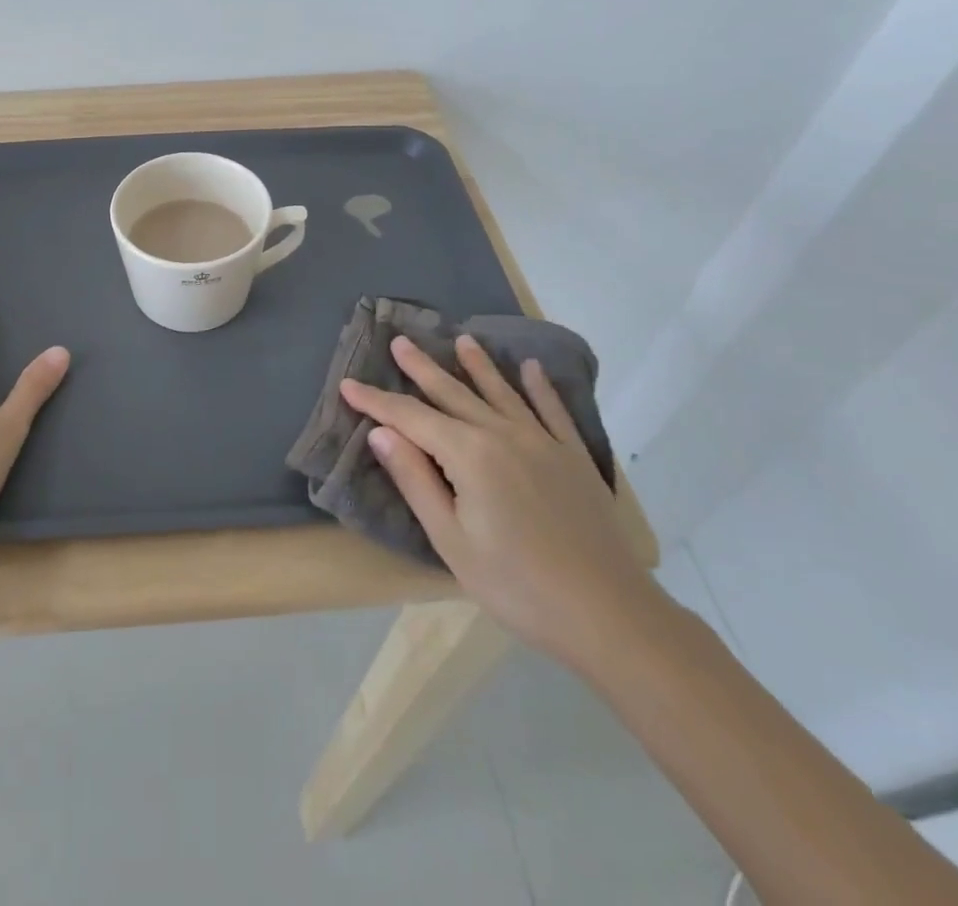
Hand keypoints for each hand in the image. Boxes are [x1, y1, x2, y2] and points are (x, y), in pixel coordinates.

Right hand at [341, 334, 662, 670]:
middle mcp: (504, 435)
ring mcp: (543, 443)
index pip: (411, 418)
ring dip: (477, 366)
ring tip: (461, 341)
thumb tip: (381, 433)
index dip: (376, 401)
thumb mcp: (451, 540)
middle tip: (399, 341)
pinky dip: (540, 388)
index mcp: (469, 455)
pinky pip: (552, 411)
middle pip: (453, 393)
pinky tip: (532, 369)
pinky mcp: (573, 458)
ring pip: (501, 393)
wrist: (609, 615)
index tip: (348, 384)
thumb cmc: (517, 585)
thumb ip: (415, 480)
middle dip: (422, 368)